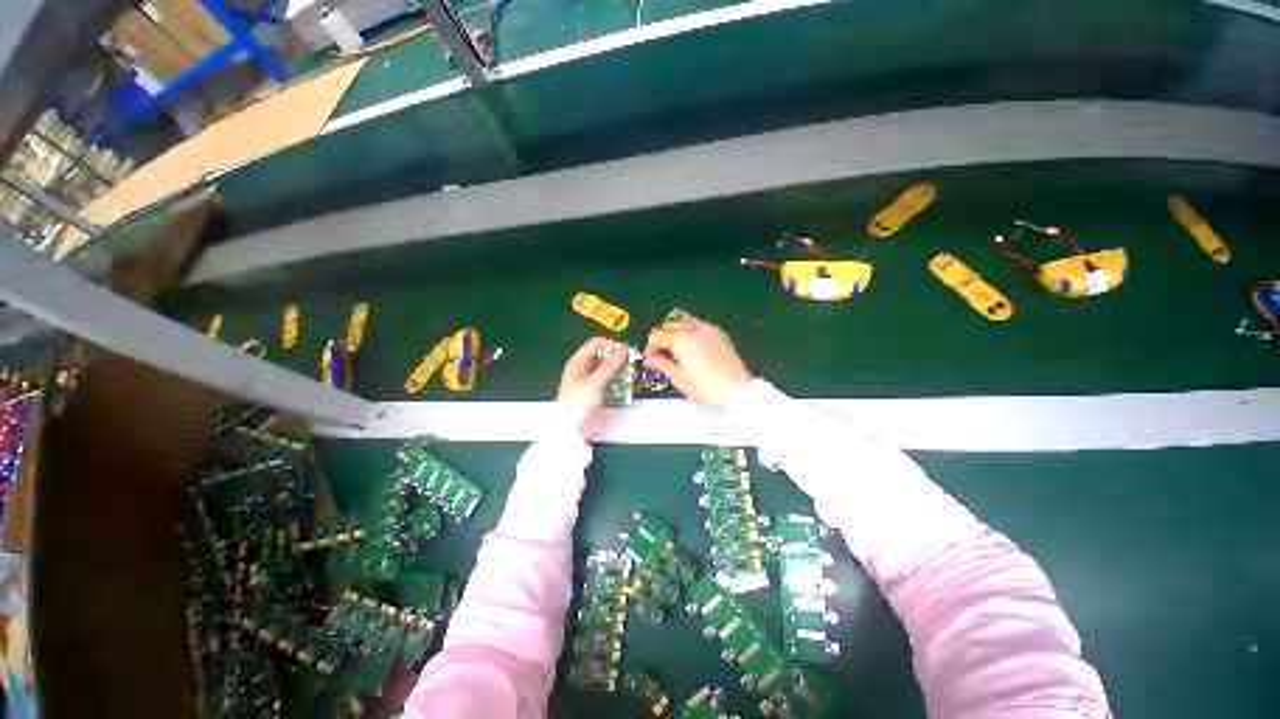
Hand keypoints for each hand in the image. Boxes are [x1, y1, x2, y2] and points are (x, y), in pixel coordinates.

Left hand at [556, 337, 627, 436]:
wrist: (571, 430)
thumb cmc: (574, 405)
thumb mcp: (595, 381)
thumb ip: (609, 365)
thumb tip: (620, 350)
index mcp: (578, 362)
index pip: (596, 343)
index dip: (611, 344)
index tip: (624, 349)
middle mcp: (583, 370)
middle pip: (604, 358)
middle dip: (618, 360)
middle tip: (630, 362)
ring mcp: (590, 383)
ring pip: (609, 372)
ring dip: (620, 373)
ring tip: (630, 375)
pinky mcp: (597, 394)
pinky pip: (611, 384)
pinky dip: (618, 384)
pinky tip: (626, 387)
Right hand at [644, 315, 752, 407]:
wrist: (736, 389)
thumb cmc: (706, 386)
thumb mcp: (679, 378)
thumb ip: (661, 364)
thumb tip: (651, 359)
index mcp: (681, 338)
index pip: (657, 335)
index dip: (649, 347)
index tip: (649, 359)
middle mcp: (694, 328)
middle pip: (668, 325)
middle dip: (660, 338)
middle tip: (659, 355)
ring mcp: (708, 328)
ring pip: (683, 321)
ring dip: (674, 332)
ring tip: (674, 349)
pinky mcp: (718, 333)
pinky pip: (697, 325)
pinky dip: (689, 331)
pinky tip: (690, 347)